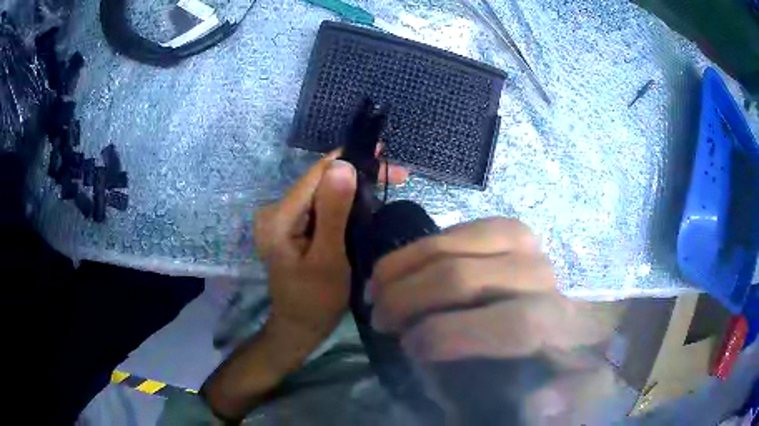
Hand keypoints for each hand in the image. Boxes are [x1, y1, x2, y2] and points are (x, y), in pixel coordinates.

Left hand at [203, 152, 407, 420]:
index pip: (317, 174)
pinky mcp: (293, 226)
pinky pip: (321, 205)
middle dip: (358, 174)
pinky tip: (367, 200)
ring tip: (389, 182)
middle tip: (398, 175)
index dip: (351, 160)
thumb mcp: (328, 259)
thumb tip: (343, 165)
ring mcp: (283, 218)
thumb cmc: (316, 300)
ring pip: (323, 191)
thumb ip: (333, 212)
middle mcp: (276, 210)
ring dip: (355, 187)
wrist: (301, 326)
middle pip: (321, 180)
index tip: (383, 154)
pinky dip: (345, 201)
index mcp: (279, 217)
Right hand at [369, 218, 613, 418]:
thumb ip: (571, 395)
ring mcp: (527, 241)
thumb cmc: (585, 339)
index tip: (408, 349)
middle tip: (380, 320)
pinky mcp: (511, 226)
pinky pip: (458, 229)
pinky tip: (406, 265)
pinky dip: (423, 247)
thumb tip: (539, 403)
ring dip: (404, 266)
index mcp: (565, 317)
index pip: (509, 324)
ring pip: (453, 244)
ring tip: (377, 287)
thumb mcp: (589, 377)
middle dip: (408, 299)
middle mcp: (543, 272)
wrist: (597, 295)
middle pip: (463, 278)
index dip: (448, 337)